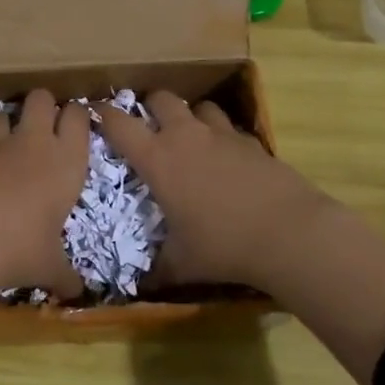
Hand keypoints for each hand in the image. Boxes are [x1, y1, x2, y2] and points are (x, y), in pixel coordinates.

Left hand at [0, 90, 89, 360]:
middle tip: (45, 126)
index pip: (79, 117)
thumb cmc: (20, 250)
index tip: (76, 126)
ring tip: (9, 143)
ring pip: (5, 113)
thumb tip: (78, 294)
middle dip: (43, 104)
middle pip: (41, 97)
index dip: (77, 116)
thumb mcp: (49, 267)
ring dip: (8, 122)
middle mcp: (34, 144)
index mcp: (66, 163)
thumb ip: (65, 276)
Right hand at [93, 92, 336, 294]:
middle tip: (148, 125)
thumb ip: (158, 269)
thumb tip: (142, 285)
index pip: (119, 124)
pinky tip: (226, 158)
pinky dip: (222, 136)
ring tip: (190, 136)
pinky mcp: (252, 142)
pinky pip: (230, 128)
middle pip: (161, 99)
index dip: (103, 115)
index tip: (97, 114)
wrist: (288, 233)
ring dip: (190, 116)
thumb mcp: (182, 264)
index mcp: (158, 160)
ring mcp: (222, 135)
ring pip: (200, 106)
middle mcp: (186, 137)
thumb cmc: (222, 245)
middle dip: (150, 106)